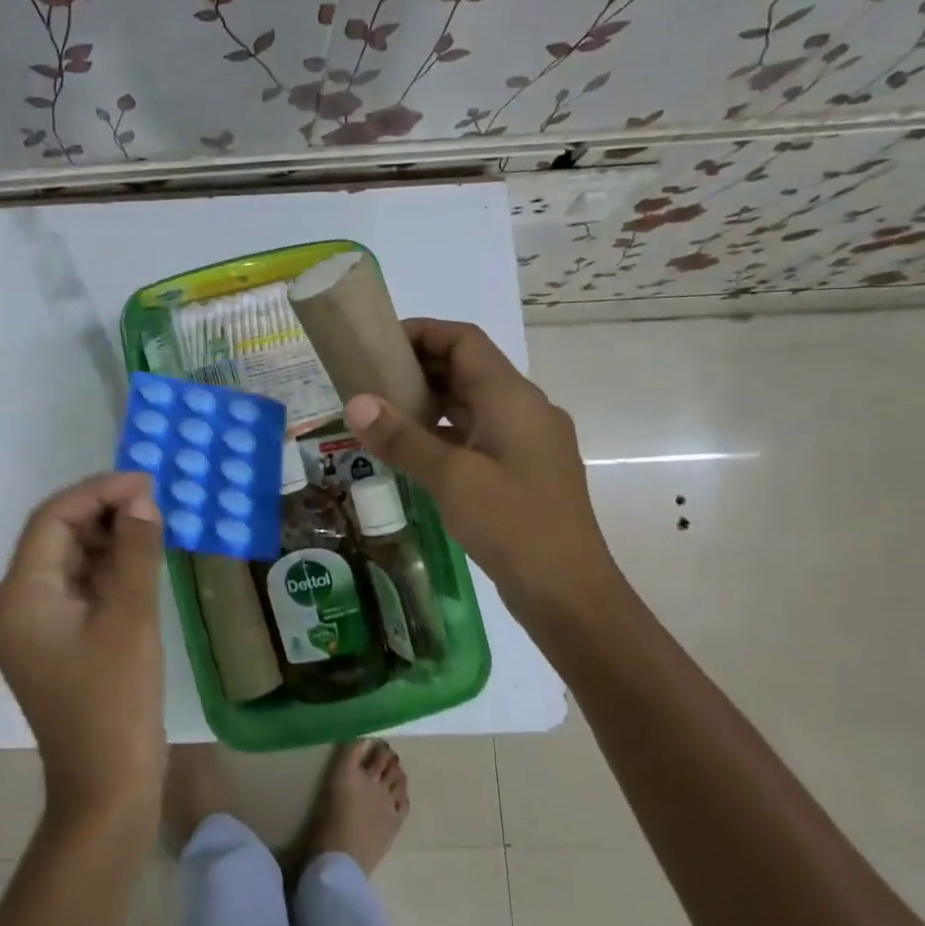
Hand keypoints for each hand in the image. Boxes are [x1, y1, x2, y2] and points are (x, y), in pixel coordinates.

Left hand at [0, 472, 167, 832]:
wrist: (107, 788)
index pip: (52, 520)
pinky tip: (143, 558)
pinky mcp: (57, 641)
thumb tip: (142, 500)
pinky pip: (80, 588)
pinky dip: (109, 568)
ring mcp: (36, 625)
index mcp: (21, 596)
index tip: (144, 481)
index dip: (98, 492)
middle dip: (104, 513)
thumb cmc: (115, 700)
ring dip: (109, 538)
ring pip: (71, 560)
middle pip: (58, 537)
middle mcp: (18, 604)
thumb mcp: (130, 617)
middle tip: (154, 500)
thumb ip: (136, 551)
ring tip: (154, 523)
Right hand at [343, 319, 628, 625]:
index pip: (465, 341)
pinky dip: (444, 429)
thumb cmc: (513, 525)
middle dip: (420, 365)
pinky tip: (412, 447)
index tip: (378, 342)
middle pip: (469, 368)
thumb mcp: (451, 478)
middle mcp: (524, 409)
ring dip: (430, 398)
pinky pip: (477, 432)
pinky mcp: (521, 469)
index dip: (423, 332)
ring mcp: (526, 441)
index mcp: (513, 398)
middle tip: (370, 375)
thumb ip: (402, 437)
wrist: (569, 594)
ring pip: (472, 402)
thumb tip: (355, 402)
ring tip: (382, 407)